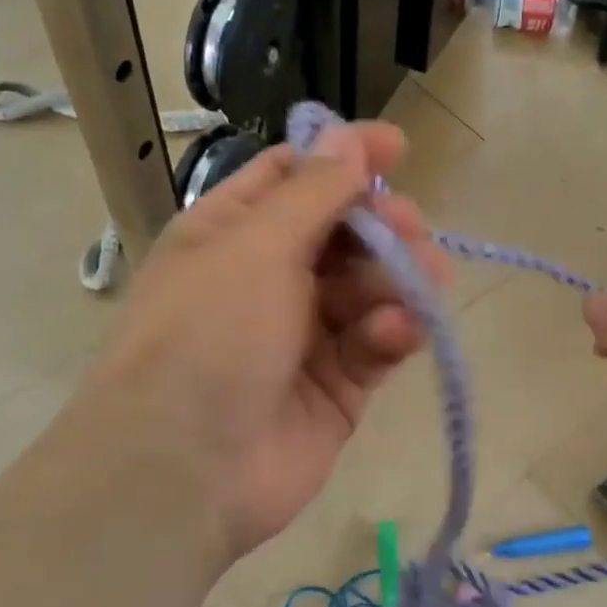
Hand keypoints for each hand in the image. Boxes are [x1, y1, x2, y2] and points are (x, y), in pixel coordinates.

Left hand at [80, 120, 448, 561]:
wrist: (182, 472)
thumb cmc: (208, 335)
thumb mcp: (256, 247)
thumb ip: (313, 192)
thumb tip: (346, 134)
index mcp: (232, 232)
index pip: (295, 177)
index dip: (344, 157)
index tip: (399, 148)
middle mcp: (267, 277)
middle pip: (343, 231)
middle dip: (383, 225)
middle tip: (411, 230)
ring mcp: (304, 334)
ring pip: (369, 287)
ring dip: (399, 277)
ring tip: (424, 278)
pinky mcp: (337, 386)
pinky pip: (376, 343)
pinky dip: (391, 333)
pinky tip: (395, 333)